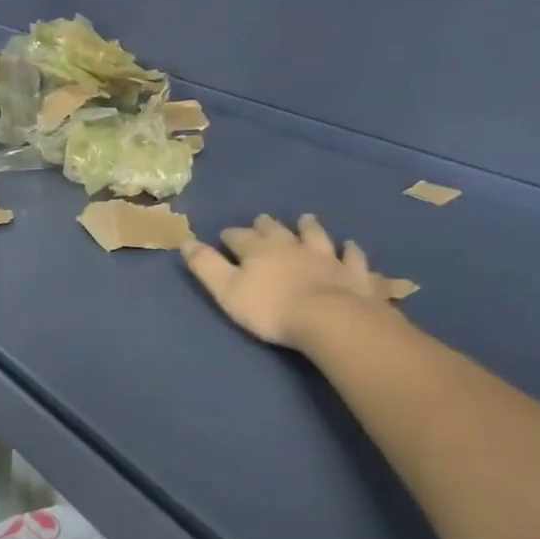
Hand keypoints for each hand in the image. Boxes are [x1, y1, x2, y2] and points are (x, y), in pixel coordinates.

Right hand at [182, 213, 400, 347]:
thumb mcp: (226, 290)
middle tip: (263, 220)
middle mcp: (292, 246)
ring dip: (309, 228)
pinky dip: (350, 251)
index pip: (239, 238)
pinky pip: (352, 257)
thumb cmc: (270, 308)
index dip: (231, 236)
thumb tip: (186, 241)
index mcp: (258, 250)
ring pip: (316, 236)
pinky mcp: (353, 272)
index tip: (226, 235)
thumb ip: (206, 266)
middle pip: (277, 231)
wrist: (329, 318)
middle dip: (267, 226)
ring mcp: (326, 257)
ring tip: (306, 220)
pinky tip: (350, 247)